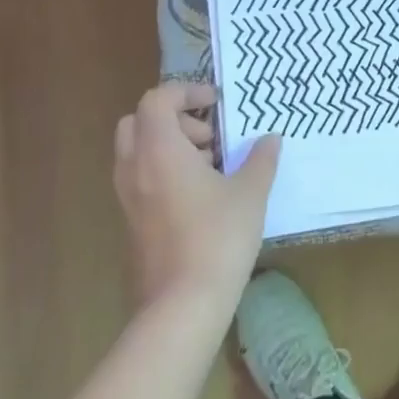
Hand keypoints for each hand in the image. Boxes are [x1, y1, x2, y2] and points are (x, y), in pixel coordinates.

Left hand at [113, 82, 279, 312]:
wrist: (182, 305)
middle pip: (139, 121)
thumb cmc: (218, 237)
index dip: (187, 92)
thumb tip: (270, 139)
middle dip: (174, 119)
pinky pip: (140, 178)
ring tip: (210, 167)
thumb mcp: (250, 193)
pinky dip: (164, 171)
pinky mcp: (131, 222)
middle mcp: (135, 168)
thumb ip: (260, 159)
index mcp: (159, 150)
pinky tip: (200, 196)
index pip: (157, 99)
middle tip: (208, 137)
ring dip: (170, 146)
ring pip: (138, 151)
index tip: (216, 104)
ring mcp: (128, 197)